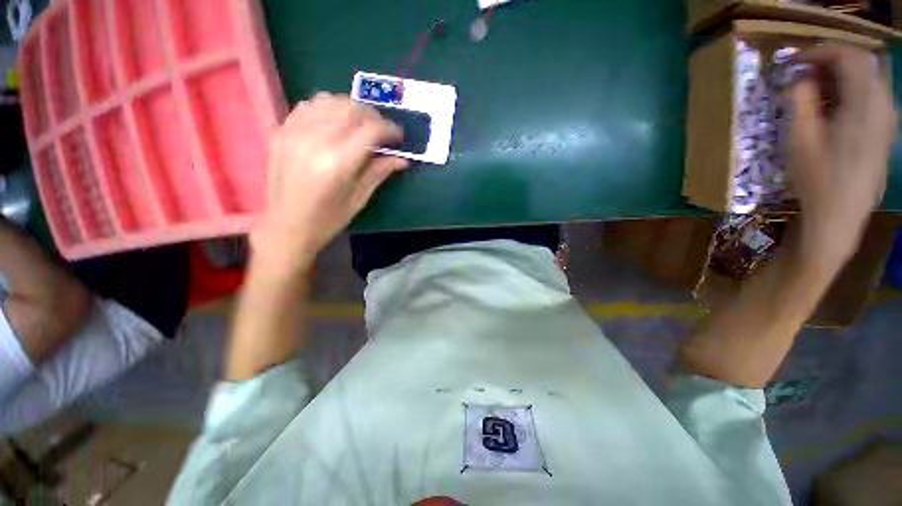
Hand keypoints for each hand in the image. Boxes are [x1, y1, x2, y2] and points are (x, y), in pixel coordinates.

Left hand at [252, 93, 407, 272]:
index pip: (370, 130)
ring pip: (328, 100)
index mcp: (338, 163)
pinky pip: (307, 106)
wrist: (286, 226)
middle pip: (350, 109)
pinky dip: (326, 108)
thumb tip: (402, 159)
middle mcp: (315, 141)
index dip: (389, 129)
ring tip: (360, 124)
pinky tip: (334, 123)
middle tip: (382, 131)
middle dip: (373, 116)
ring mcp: (294, 133)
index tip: (398, 136)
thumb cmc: (327, 219)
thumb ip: (379, 173)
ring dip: (350, 108)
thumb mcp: (359, 199)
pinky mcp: (281, 132)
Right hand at [788, 44, 896, 263]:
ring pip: (867, 80)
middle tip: (803, 74)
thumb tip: (801, 79)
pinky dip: (850, 92)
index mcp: (864, 104)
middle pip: (862, 64)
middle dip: (831, 62)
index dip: (820, 51)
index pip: (849, 56)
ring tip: (815, 91)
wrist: (839, 216)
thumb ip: (802, 101)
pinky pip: (871, 97)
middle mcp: (883, 105)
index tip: (795, 60)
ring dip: (840, 77)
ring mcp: (887, 119)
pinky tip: (832, 108)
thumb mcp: (800, 139)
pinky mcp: (884, 132)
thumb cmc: (816, 180)